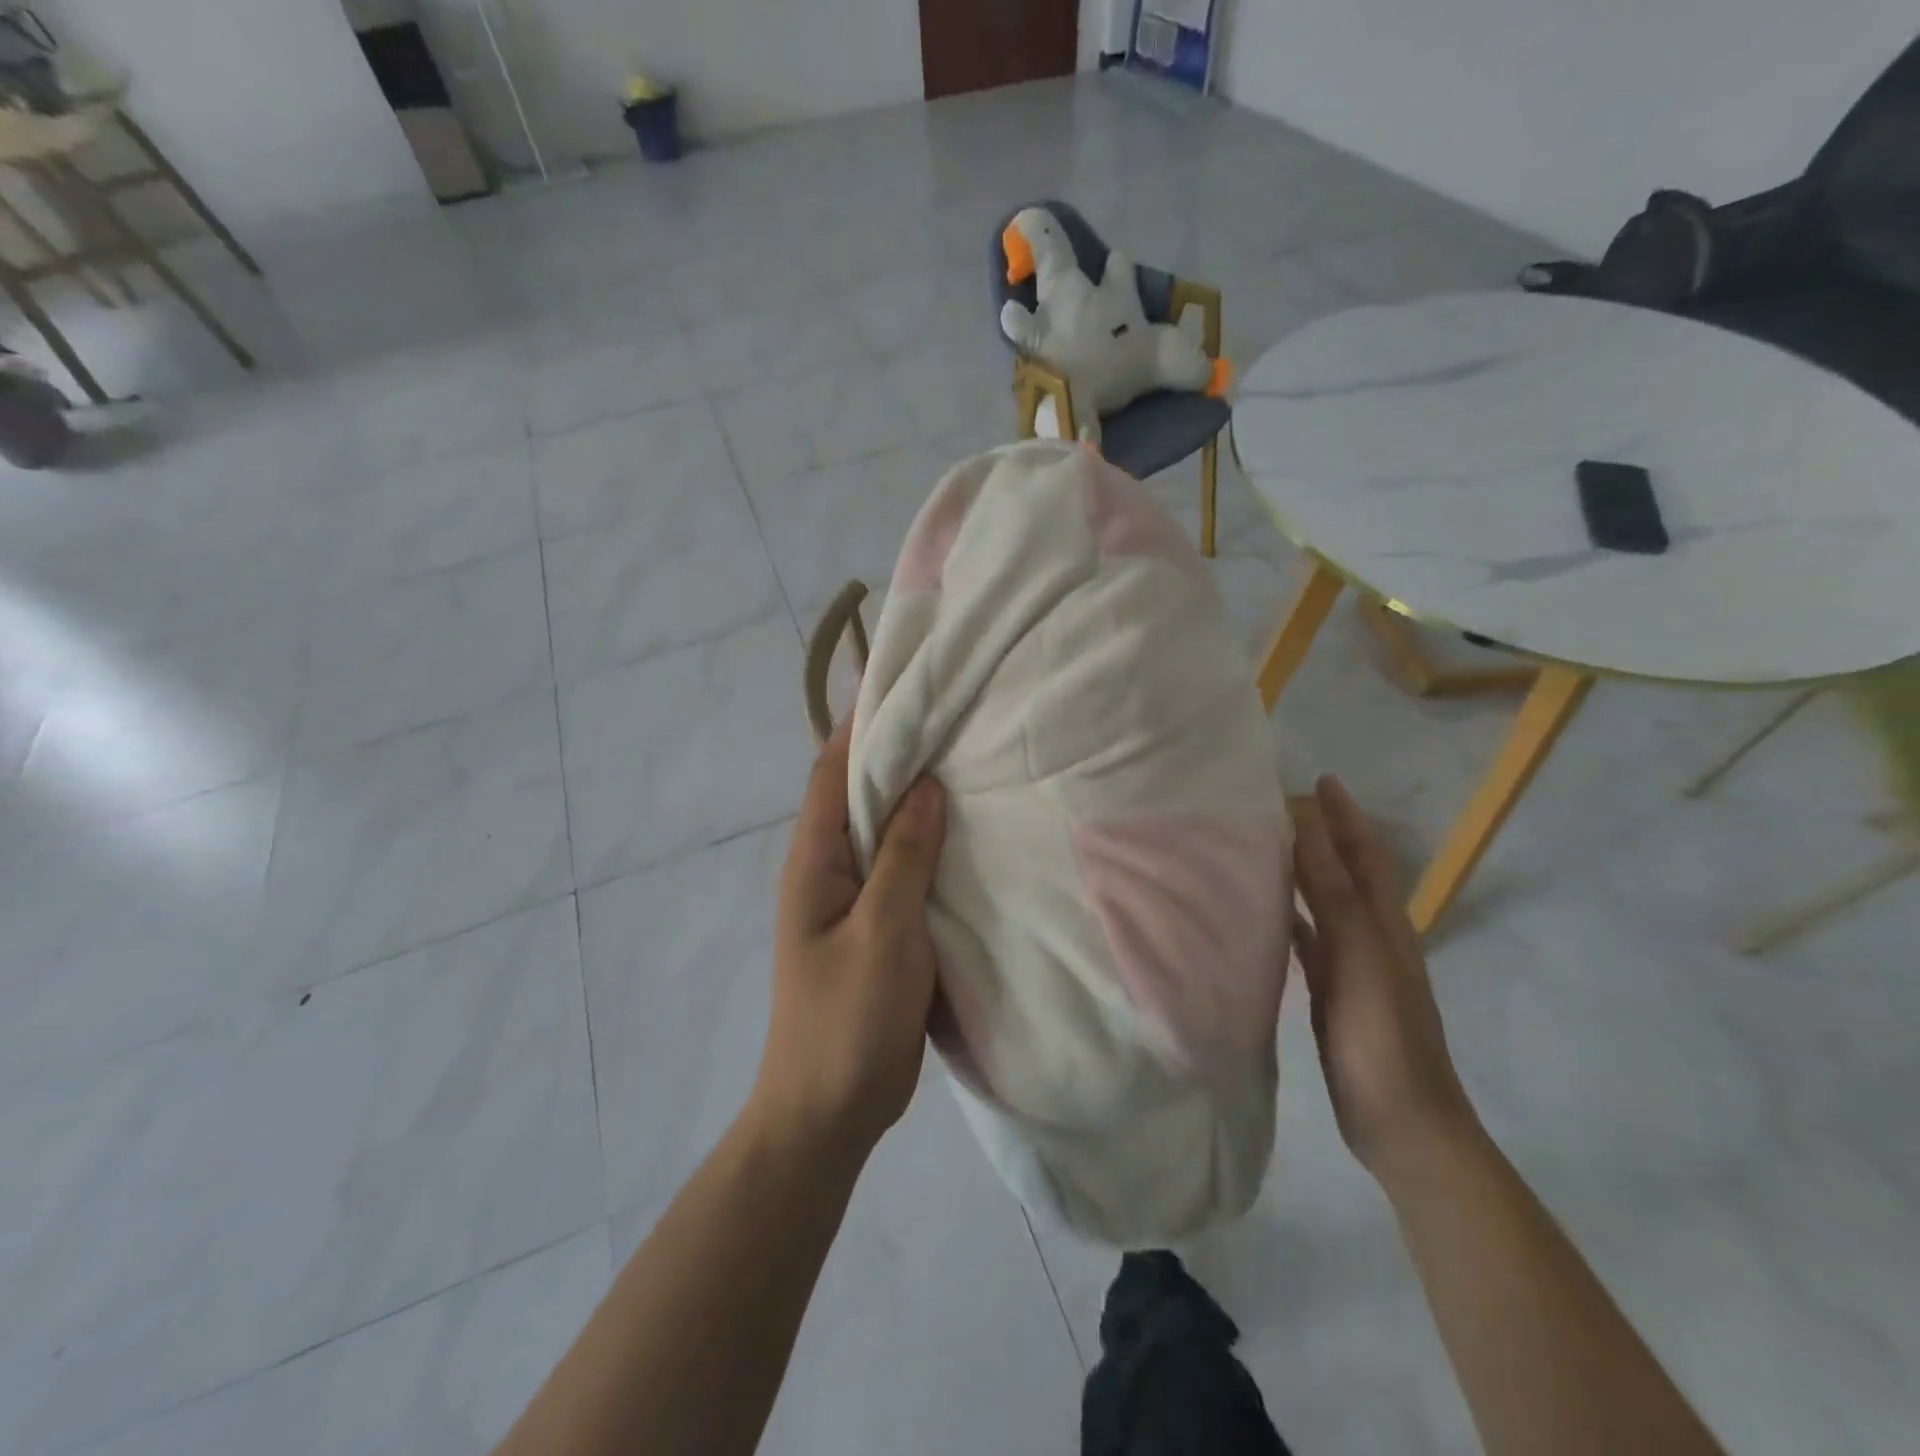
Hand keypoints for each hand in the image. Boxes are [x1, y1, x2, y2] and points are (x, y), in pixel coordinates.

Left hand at [754, 720, 947, 1159]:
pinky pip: (902, 869)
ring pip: (884, 831)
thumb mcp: (883, 930)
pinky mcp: (878, 926)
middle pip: (859, 795)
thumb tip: (927, 784)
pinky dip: (928, 845)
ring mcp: (853, 899)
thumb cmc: (848, 1018)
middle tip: (954, 718)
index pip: (833, 772)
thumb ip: (903, 855)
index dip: (863, 725)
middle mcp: (828, 868)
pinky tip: (967, 836)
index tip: (906, 685)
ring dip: (916, 800)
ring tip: (968, 763)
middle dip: (899, 755)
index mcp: (814, 860)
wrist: (829, 1110)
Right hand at [1293, 775, 1478, 1187]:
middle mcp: (1370, 937)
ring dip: (1301, 872)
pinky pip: (1307, 940)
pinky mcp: (1331, 992)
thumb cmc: (1384, 1038)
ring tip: (1262, 845)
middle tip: (1278, 805)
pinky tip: (1262, 912)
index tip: (1319, 780)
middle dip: (1322, 835)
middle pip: (1345, 872)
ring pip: (1323, 903)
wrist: (1404, 1125)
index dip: (1345, 816)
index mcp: (1384, 924)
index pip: (1364, 854)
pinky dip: (1289, 916)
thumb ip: (1335, 894)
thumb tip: (1310, 828)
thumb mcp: (1361, 959)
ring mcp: (1352, 967)